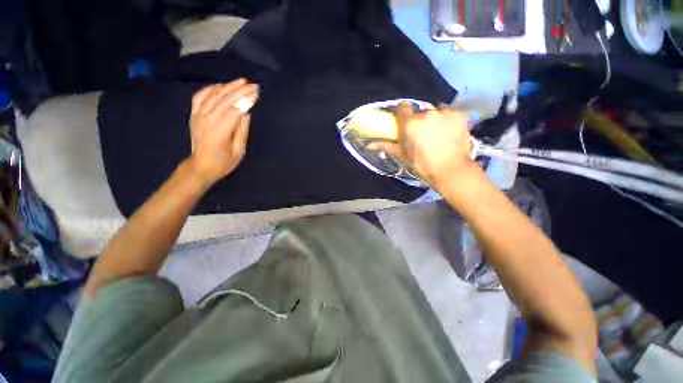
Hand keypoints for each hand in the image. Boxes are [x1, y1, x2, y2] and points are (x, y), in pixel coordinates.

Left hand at [188, 79, 258, 185]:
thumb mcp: (239, 151)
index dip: (246, 100)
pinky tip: (222, 86)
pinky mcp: (193, 114)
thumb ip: (242, 130)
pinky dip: (211, 88)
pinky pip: (200, 96)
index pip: (234, 110)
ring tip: (241, 81)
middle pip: (224, 99)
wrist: (201, 166)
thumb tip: (246, 112)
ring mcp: (197, 116)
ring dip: (228, 86)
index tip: (257, 93)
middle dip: (240, 90)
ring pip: (213, 95)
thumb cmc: (223, 162)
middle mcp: (206, 120)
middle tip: (254, 85)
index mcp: (218, 132)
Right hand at [371, 102, 473, 185]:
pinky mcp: (460, 114)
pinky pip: (451, 114)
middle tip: (423, 135)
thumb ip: (387, 146)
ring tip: (439, 135)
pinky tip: (451, 133)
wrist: (450, 170)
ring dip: (435, 120)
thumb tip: (369, 144)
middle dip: (420, 120)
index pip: (402, 107)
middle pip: (420, 112)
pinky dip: (450, 121)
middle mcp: (426, 113)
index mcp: (409, 124)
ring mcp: (444, 112)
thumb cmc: (422, 165)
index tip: (405, 122)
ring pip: (436, 112)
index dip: (403, 114)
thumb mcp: (402, 156)